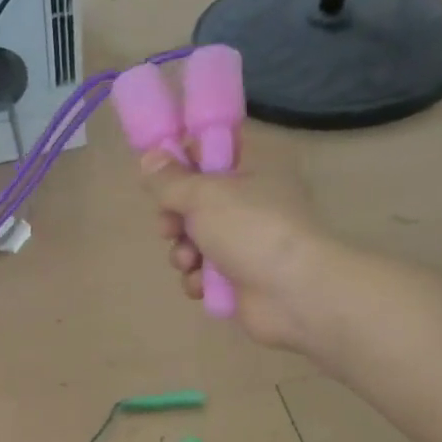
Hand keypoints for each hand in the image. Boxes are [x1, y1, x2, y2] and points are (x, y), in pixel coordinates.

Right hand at [148, 165, 335, 350]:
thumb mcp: (203, 194)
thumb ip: (169, 179)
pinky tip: (202, 285)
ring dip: (183, 252)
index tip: (158, 175)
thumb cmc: (250, 229)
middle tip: (169, 228)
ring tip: (190, 261)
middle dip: (174, 218)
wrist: (292, 292)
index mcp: (252, 166)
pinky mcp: (238, 276)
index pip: (209, 149)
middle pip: (194, 200)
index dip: (181, 161)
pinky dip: (198, 279)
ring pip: (194, 239)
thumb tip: (148, 157)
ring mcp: (244, 240)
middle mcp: (249, 200)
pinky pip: (203, 272)